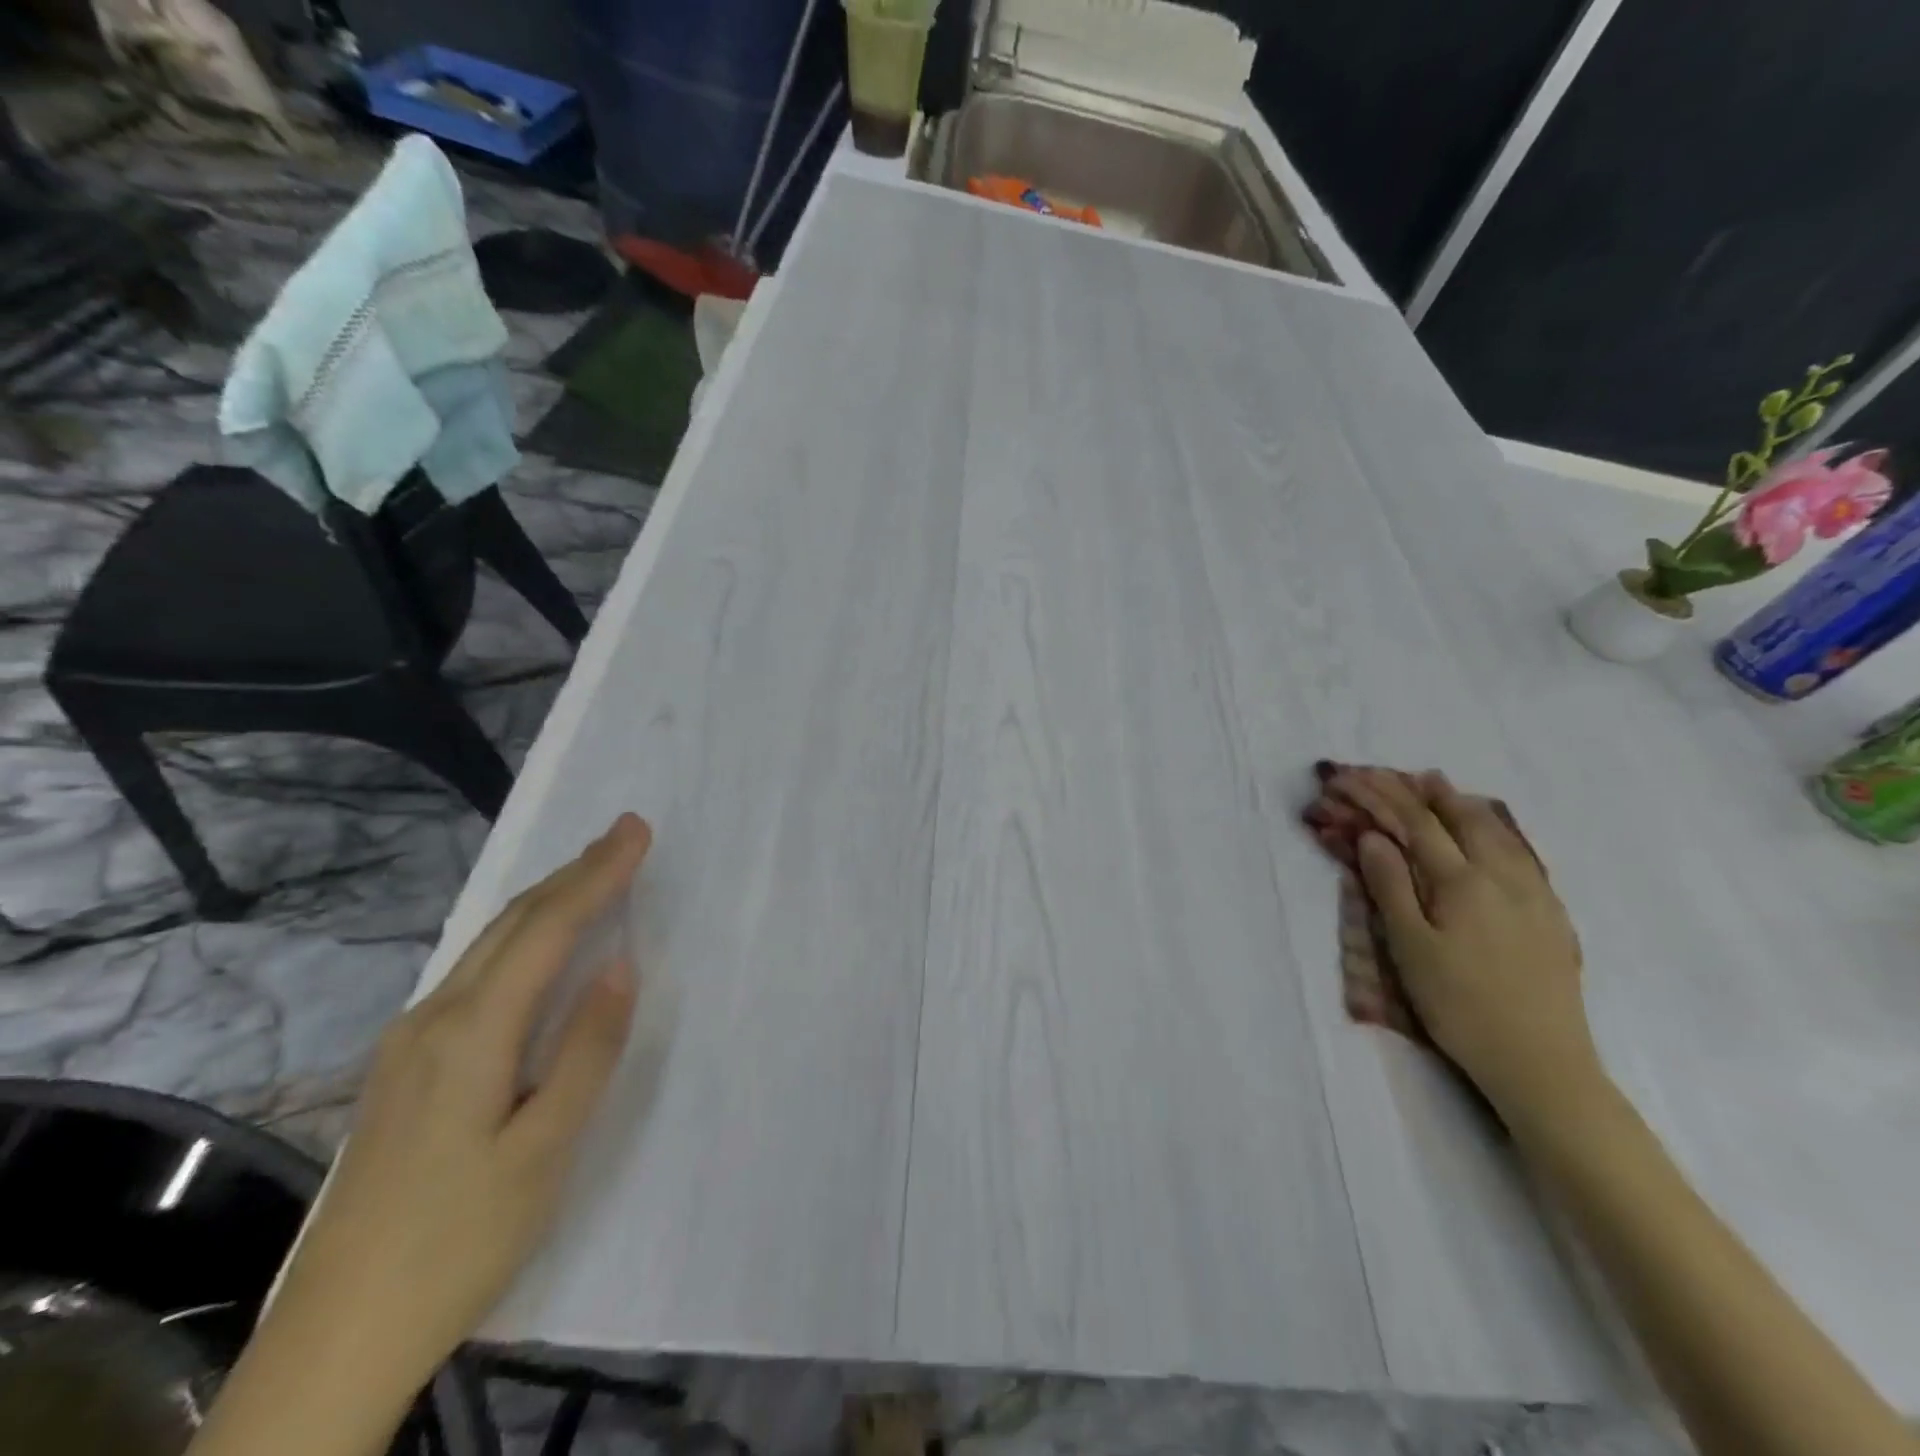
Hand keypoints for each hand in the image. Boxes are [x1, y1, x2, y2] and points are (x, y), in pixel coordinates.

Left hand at [269, 813, 651, 1396]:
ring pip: (488, 946)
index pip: (547, 930)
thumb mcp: (545, 1149)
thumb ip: (587, 1050)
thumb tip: (620, 966)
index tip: (636, 830)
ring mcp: (410, 1043)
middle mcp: (434, 1019)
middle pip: (511, 924)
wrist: (336, 1338)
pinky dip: (519, 938)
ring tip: (592, 873)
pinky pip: (475, 974)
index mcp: (472, 1033)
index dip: (597, 875)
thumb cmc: (460, 1240)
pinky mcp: (405, 1067)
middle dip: (573, 873)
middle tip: (624, 834)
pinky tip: (536, 945)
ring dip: (546, 901)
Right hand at [1329, 769, 1598, 1120]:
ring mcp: (1533, 894)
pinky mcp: (1550, 915)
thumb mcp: (1410, 947)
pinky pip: (1520, 853)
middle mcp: (1501, 876)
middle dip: (1421, 791)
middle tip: (1395, 773)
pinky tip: (1491, 834)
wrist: (1541, 1061)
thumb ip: (1391, 886)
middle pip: (1458, 818)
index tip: (1351, 779)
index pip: (1415, 824)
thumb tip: (1373, 837)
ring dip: (1461, 804)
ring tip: (1440, 787)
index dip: (1380, 797)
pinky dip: (1495, 829)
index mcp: (1461, 882)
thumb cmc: (1459, 1004)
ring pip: (1496, 831)